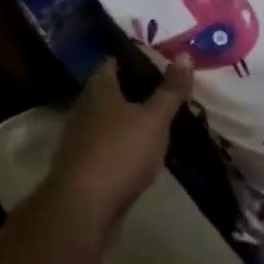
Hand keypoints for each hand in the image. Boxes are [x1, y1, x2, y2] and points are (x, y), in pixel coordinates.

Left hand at [42, 56, 192, 236]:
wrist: (82, 210)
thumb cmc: (120, 153)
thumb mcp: (154, 119)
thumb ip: (170, 90)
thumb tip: (185, 54)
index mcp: (99, 91)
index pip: (111, 63)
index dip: (131, 57)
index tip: (154, 57)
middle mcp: (83, 111)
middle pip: (107, 92)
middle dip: (130, 89)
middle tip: (161, 86)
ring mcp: (78, 142)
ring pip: (105, 121)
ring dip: (125, 119)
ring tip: (154, 119)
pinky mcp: (80, 169)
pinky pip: (104, 146)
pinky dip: (120, 144)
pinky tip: (139, 151)